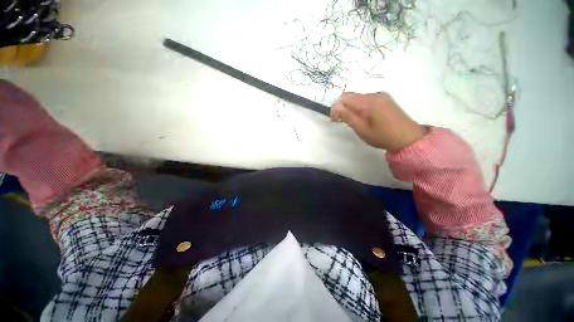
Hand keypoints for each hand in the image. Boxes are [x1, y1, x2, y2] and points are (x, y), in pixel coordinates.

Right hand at [330, 92, 425, 152]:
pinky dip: (360, 107)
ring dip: (351, 107)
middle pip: (351, 96)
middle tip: (342, 121)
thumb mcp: (361, 129)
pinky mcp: (385, 99)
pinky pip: (366, 99)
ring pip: (358, 98)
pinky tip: (364, 117)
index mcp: (368, 102)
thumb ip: (347, 116)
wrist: (408, 138)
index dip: (336, 108)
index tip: (335, 120)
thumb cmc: (382, 136)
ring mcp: (381, 95)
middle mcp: (374, 94)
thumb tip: (335, 107)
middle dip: (343, 107)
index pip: (344, 98)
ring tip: (354, 121)